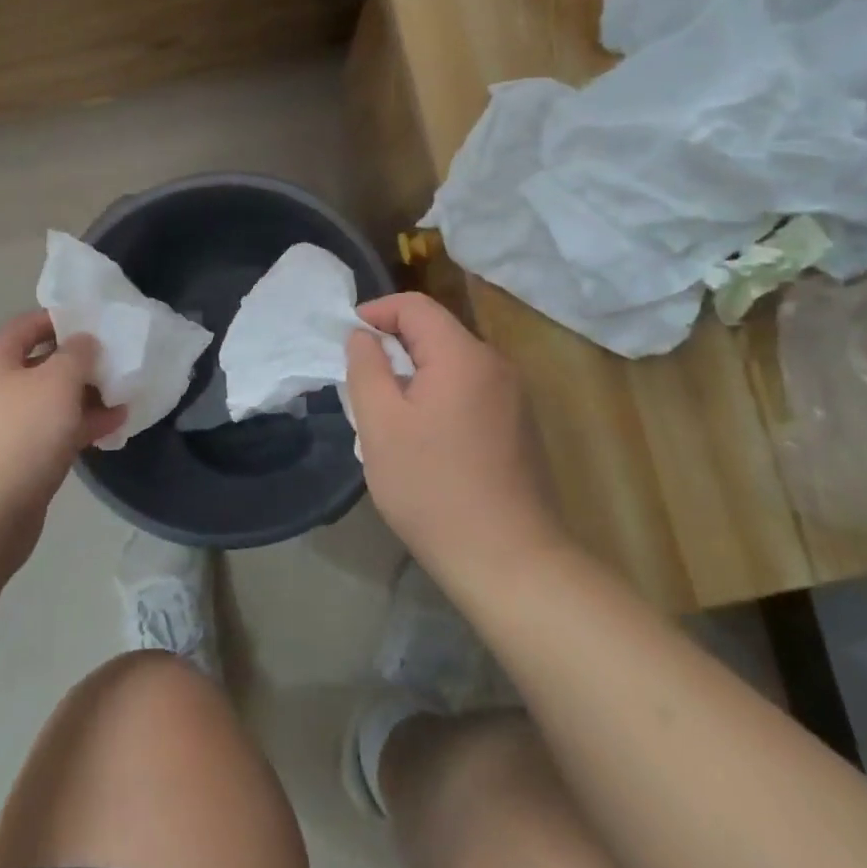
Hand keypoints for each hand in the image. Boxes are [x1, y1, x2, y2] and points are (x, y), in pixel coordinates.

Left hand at [0, 310, 125, 564]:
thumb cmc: (22, 435)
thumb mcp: (58, 382)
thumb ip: (78, 353)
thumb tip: (83, 342)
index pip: (27, 325)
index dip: (62, 319)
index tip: (98, 322)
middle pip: (40, 364)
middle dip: (80, 363)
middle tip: (116, 362)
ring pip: (48, 401)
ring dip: (85, 397)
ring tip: (123, 396)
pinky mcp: (12, 459)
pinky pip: (48, 431)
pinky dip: (77, 426)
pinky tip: (112, 427)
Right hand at [347, 293, 561, 593]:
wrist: (509, 560)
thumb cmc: (432, 487)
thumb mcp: (380, 424)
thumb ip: (366, 368)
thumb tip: (364, 336)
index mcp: (463, 355)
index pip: (415, 306)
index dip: (377, 312)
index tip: (347, 339)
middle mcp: (495, 365)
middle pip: (436, 333)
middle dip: (394, 347)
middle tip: (362, 383)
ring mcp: (513, 397)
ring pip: (451, 364)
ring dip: (414, 374)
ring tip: (387, 414)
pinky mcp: (519, 426)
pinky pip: (469, 390)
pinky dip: (438, 396)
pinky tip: (423, 439)